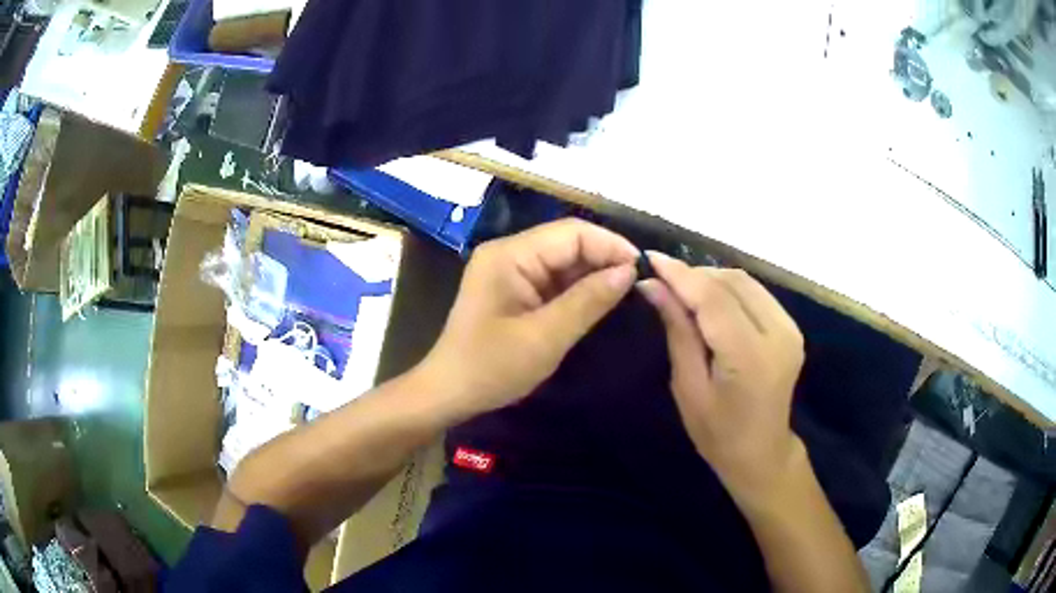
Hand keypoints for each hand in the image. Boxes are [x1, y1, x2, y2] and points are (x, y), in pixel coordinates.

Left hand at [419, 219, 637, 420]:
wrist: (450, 393)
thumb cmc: (492, 368)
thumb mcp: (545, 337)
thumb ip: (589, 300)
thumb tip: (629, 271)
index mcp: (510, 255)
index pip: (571, 233)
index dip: (610, 245)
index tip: (642, 269)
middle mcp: (509, 253)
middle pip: (567, 243)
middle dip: (604, 259)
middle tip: (638, 283)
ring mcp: (510, 271)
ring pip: (563, 261)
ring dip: (593, 274)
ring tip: (627, 291)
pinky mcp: (514, 289)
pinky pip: (553, 280)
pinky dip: (578, 289)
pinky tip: (600, 300)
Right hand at [637, 253, 804, 500]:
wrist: (762, 452)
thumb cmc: (717, 433)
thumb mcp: (688, 386)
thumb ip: (677, 330)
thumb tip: (652, 286)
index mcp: (750, 357)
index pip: (714, 299)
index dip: (681, 275)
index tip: (650, 259)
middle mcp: (778, 334)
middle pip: (732, 282)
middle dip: (694, 274)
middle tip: (662, 282)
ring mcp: (790, 328)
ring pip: (745, 282)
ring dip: (711, 279)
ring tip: (683, 291)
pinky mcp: (791, 327)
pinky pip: (756, 293)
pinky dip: (729, 289)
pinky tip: (710, 301)